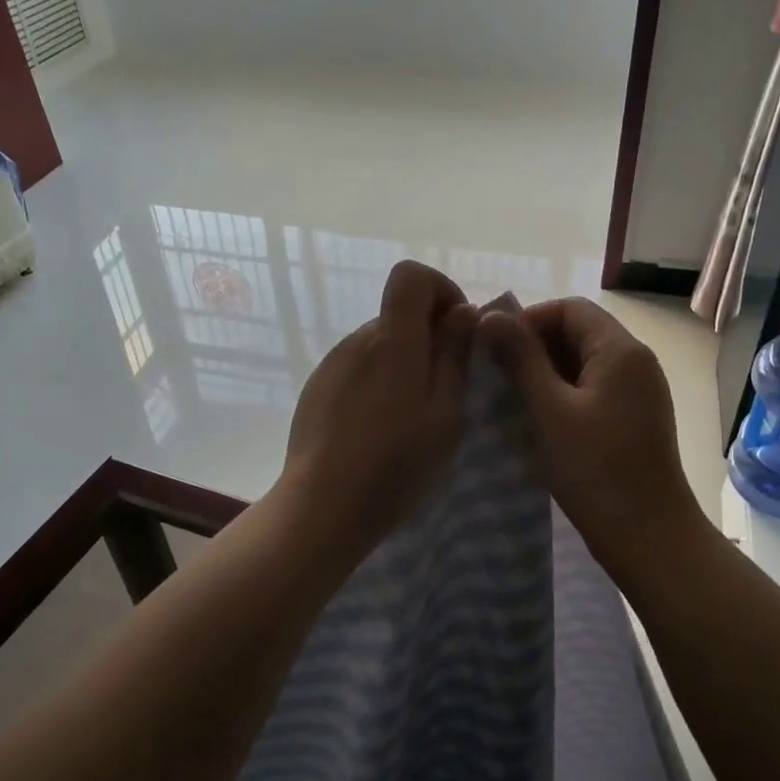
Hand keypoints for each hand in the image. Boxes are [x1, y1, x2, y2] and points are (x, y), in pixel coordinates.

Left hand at [278, 260, 476, 548]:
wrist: (324, 504)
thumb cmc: (396, 462)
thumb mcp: (446, 412)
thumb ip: (455, 356)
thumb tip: (462, 312)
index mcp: (394, 339)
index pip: (411, 275)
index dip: (440, 290)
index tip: (458, 331)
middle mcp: (358, 340)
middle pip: (398, 314)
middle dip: (428, 337)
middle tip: (445, 388)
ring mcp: (332, 363)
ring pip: (379, 344)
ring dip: (403, 363)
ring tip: (411, 417)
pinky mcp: (317, 388)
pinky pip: (357, 368)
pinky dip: (377, 383)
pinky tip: (378, 428)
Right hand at [482, 298, 699, 564]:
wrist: (649, 536)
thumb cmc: (596, 470)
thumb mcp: (550, 411)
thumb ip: (521, 359)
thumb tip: (489, 315)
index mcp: (621, 351)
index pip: (570, 308)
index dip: (529, 321)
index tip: (495, 351)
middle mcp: (637, 362)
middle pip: (579, 332)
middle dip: (536, 348)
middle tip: (498, 378)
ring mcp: (640, 391)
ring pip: (585, 363)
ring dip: (547, 373)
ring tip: (513, 400)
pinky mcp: (636, 418)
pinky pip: (595, 389)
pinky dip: (565, 395)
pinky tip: (541, 421)